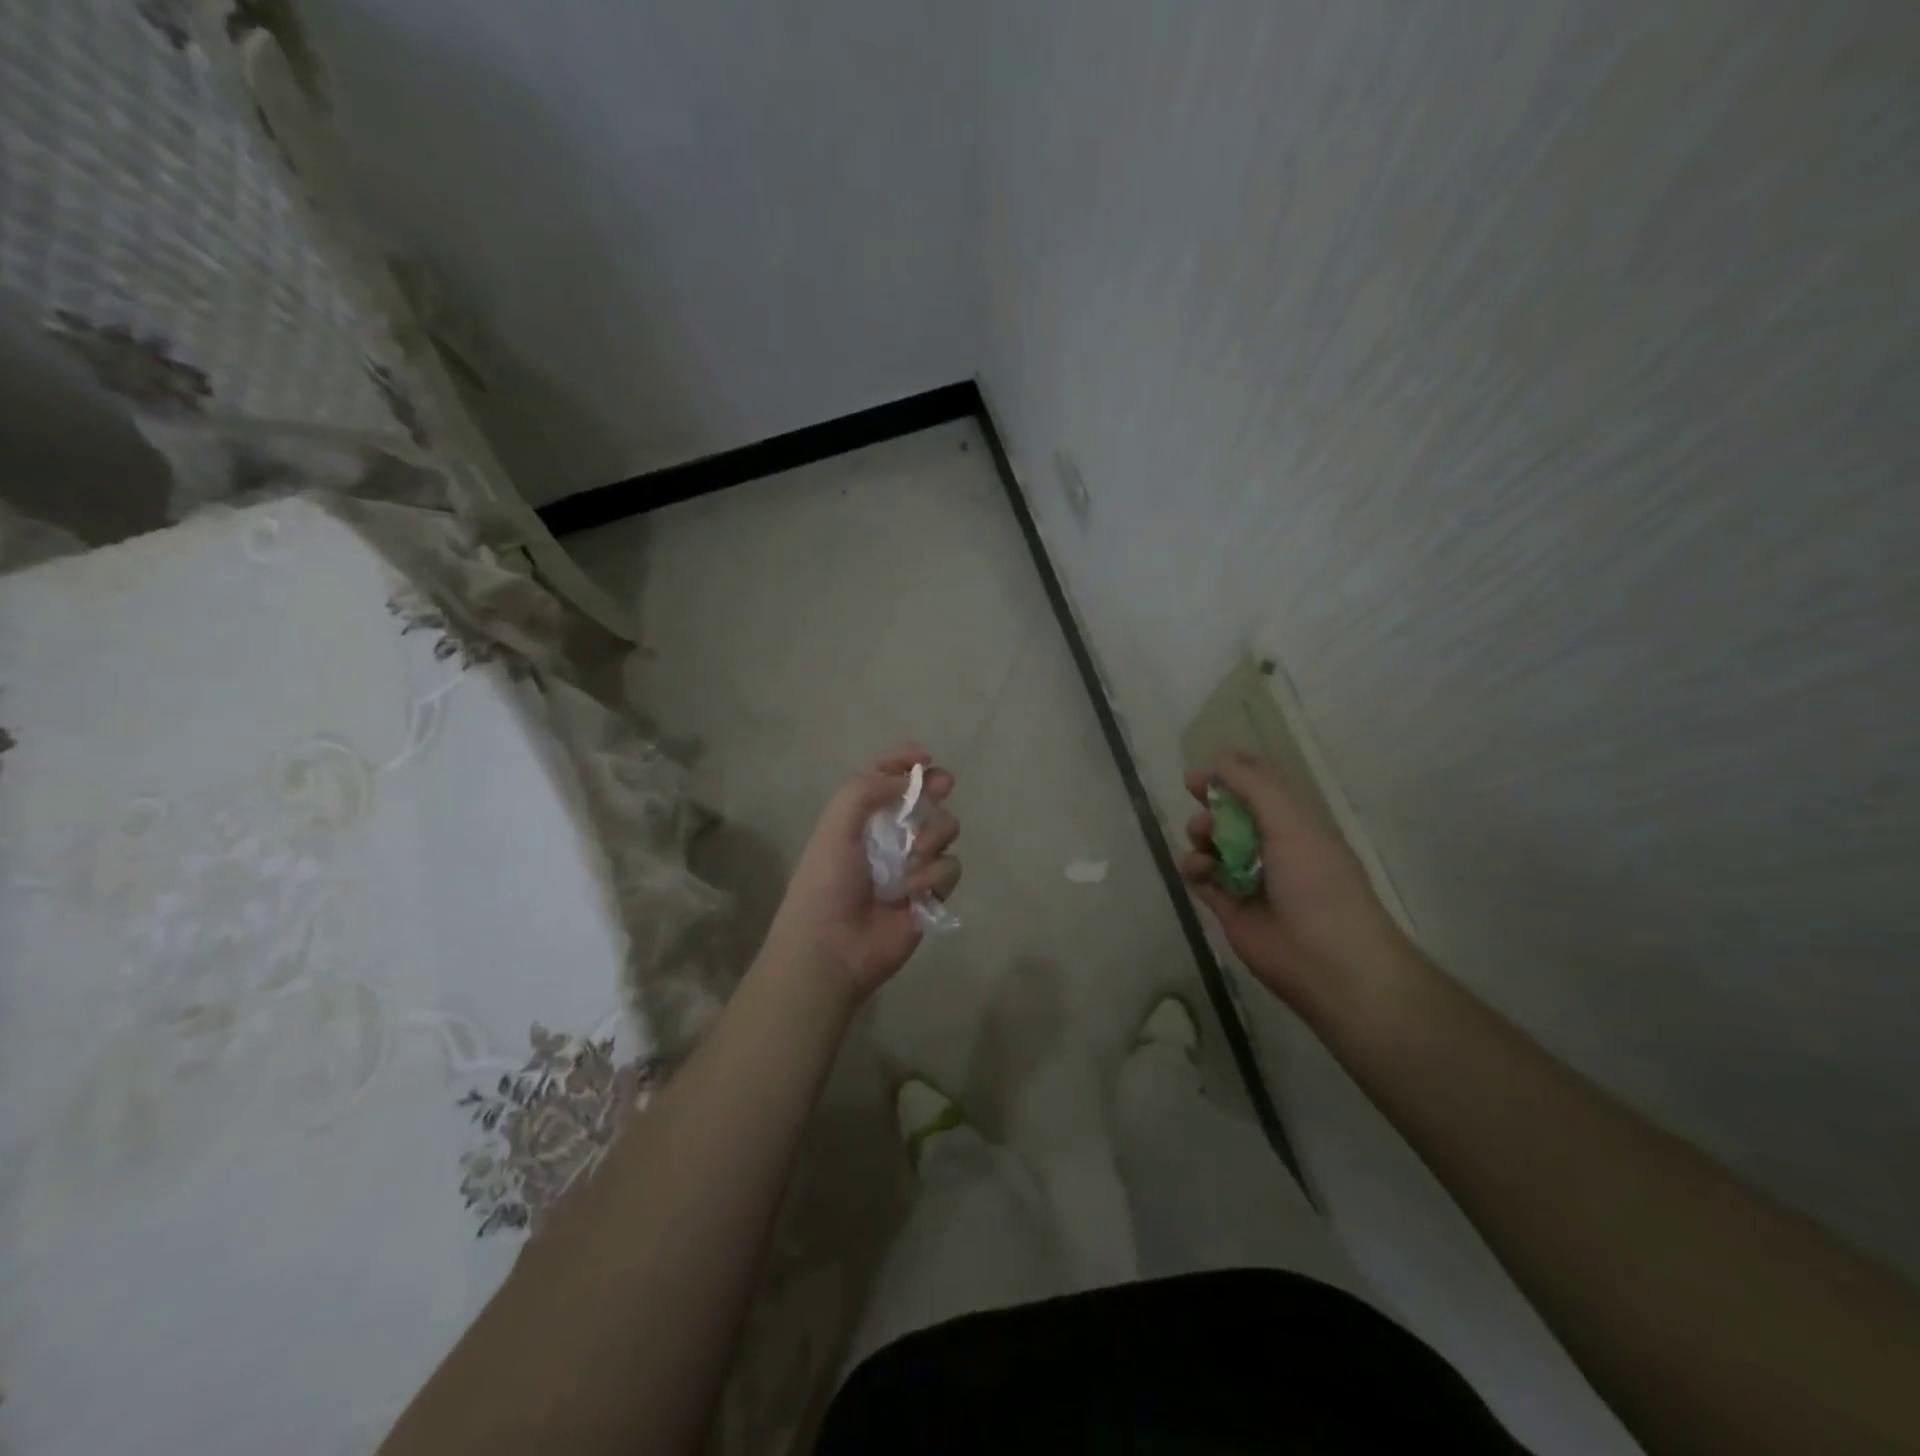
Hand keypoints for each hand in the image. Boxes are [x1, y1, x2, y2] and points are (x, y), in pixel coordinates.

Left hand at [764, 746, 960, 1003]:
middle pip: (926, 798)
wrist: (832, 948)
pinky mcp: (931, 893)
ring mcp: (913, 864)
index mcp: (862, 816)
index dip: (906, 761)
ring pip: (945, 829)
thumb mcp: (835, 827)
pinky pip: (950, 867)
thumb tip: (909, 781)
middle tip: (941, 787)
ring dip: (934, 834)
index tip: (923, 758)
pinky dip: (934, 876)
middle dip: (936, 787)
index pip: (887, 776)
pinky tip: (912, 892)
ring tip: (915, 854)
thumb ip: (866, 790)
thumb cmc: (826, 883)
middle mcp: (890, 835)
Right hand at [1180, 751, 1414, 1016]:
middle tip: (1190, 787)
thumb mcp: (1291, 825)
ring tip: (1203, 838)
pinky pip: (1199, 877)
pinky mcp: (1227, 906)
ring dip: (1201, 832)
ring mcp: (1247, 877)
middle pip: (1232, 812)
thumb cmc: (1318, 884)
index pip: (1265, 786)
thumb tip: (1220, 759)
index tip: (1212, 761)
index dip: (1238, 770)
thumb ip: (1254, 788)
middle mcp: (1271, 847)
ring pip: (1211, 843)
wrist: (1327, 961)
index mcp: (1296, 824)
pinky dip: (1193, 868)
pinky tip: (1199, 869)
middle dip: (1212, 797)